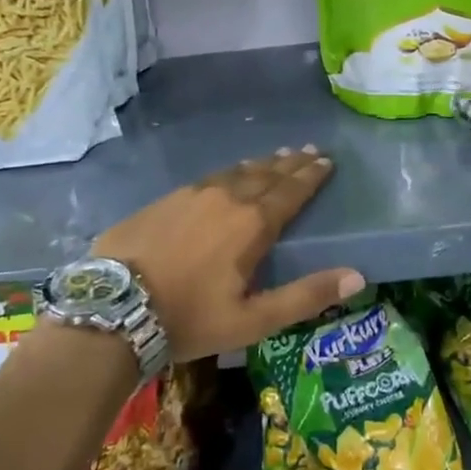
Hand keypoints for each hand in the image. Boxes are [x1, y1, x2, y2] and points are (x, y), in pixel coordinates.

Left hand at [93, 147, 363, 359]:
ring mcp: (192, 194)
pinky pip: (209, 177)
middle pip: (267, 174)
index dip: (311, 176)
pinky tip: (228, 175)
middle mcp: (227, 198)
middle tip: (309, 150)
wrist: (113, 309)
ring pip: (236, 172)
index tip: (326, 161)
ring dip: (261, 164)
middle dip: (291, 163)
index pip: (291, 191)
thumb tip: (357, 276)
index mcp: (252, 224)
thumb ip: (306, 296)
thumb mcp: (253, 319)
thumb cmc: (190, 318)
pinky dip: (230, 172)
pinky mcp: (165, 199)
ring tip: (276, 156)